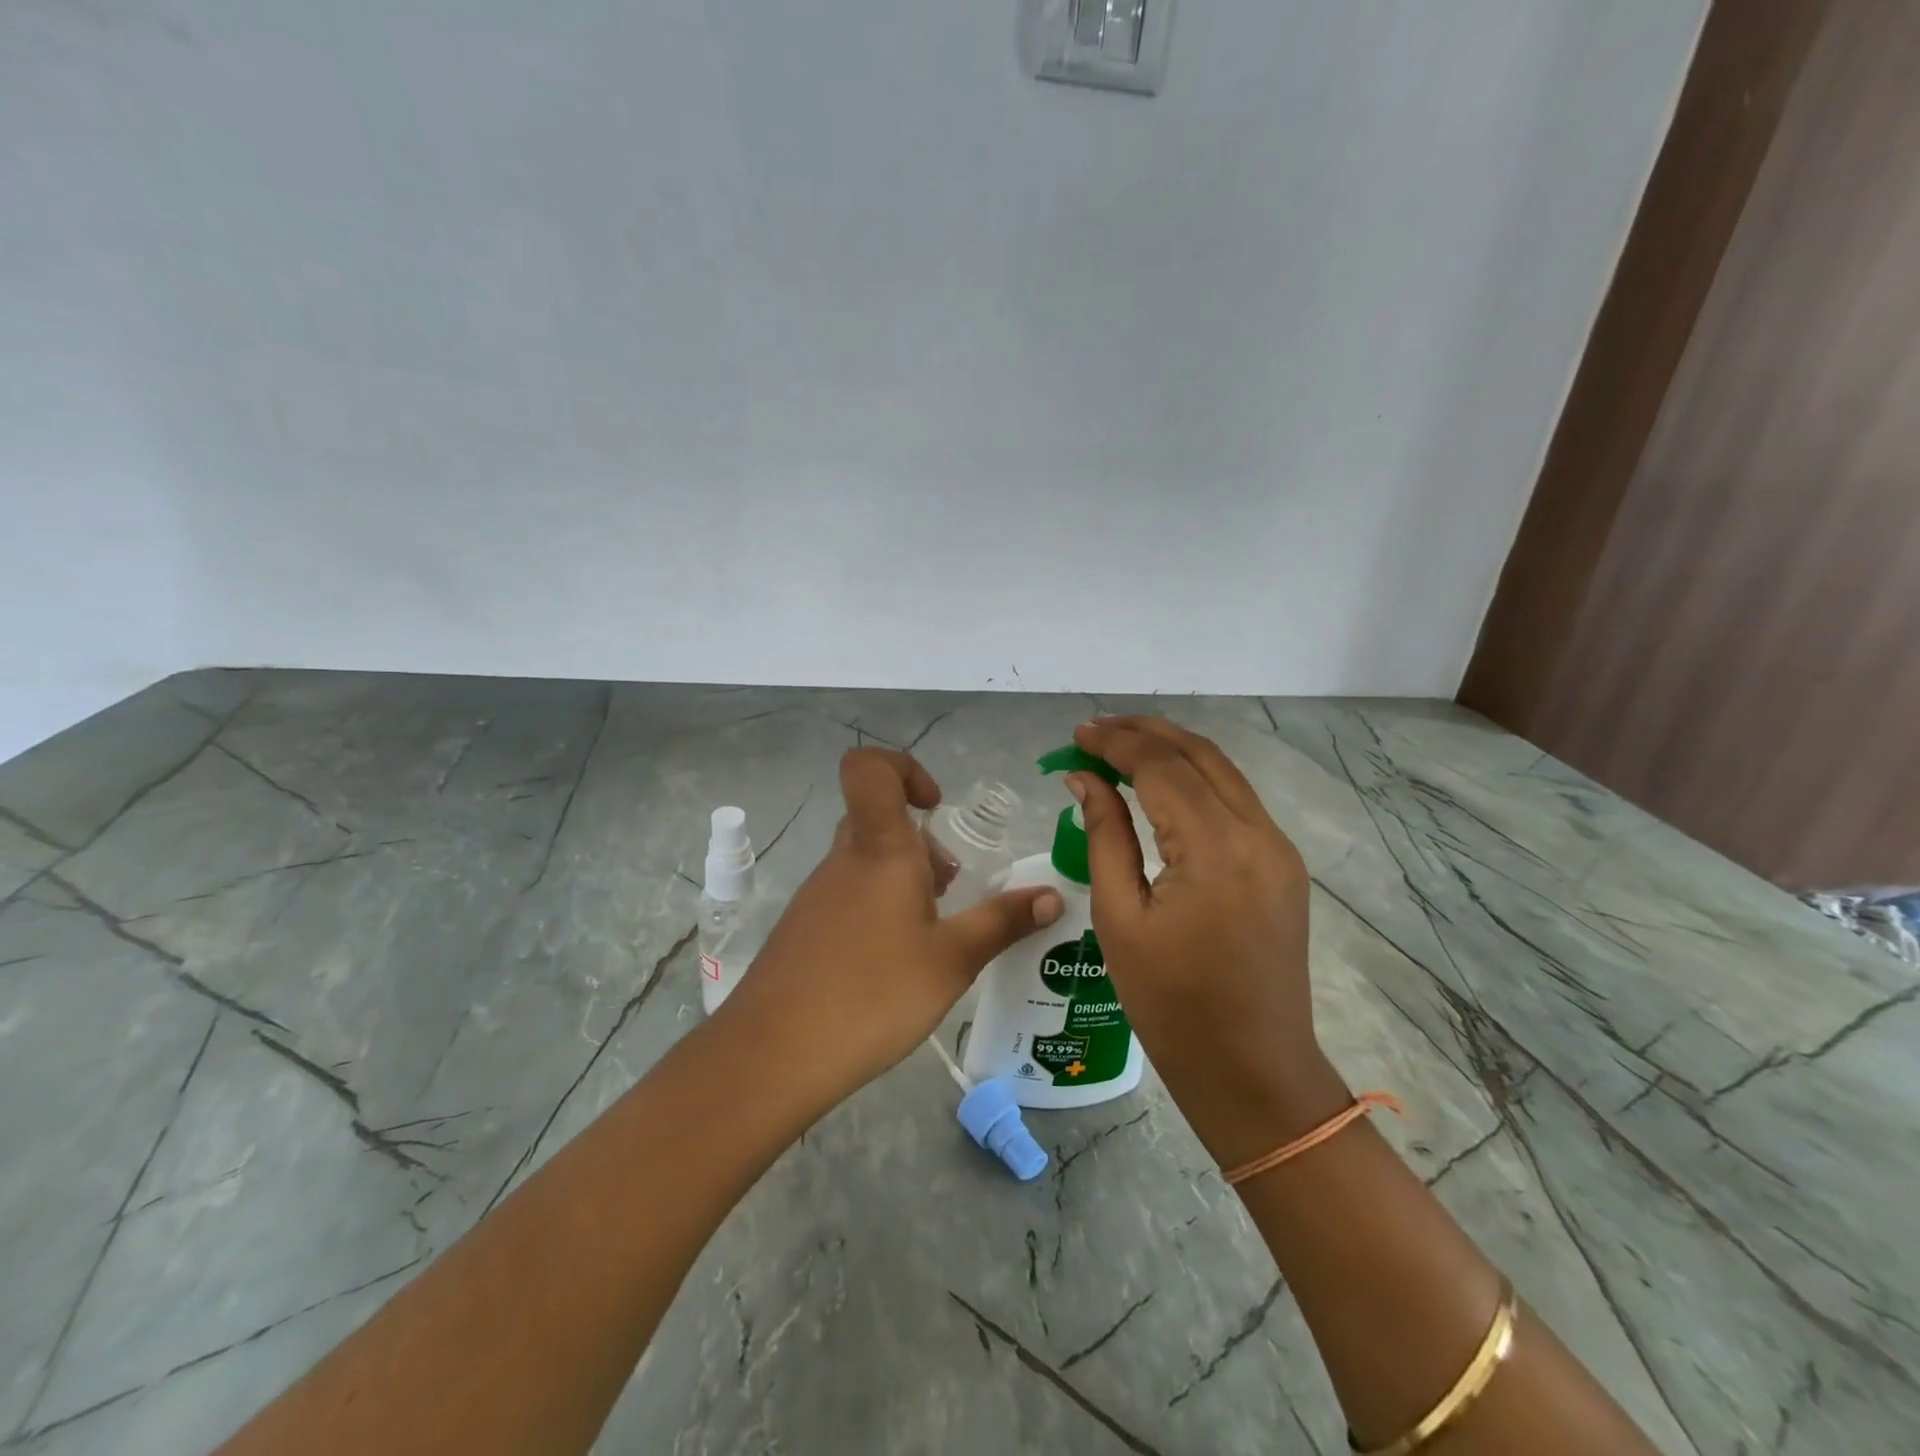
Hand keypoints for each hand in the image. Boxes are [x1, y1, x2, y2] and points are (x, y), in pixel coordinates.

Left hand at [719, 747, 1063, 1105]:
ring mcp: (816, 895)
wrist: (774, 1056)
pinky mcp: (801, 930)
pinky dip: (876, 911)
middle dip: (921, 843)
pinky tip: (892, 966)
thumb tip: (1053, 896)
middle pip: (877, 820)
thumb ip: (1003, 922)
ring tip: (929, 936)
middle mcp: (843, 860)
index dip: (904, 769)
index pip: (869, 768)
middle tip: (949, 889)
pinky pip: (846, 898)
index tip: (935, 809)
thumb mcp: (952, 960)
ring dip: (902, 882)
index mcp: (879, 849)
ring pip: (864, 863)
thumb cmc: (873, 994)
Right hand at [1068, 717, 1348, 1164]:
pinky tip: (1160, 787)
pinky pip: (1236, 800)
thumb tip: (1084, 779)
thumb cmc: (1171, 1005)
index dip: (1115, 742)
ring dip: (1172, 751)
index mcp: (1215, 848)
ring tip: (1121, 748)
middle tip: (1095, 731)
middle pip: (1199, 754)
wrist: (1253, 1070)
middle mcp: (1257, 833)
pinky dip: (1195, 780)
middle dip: (1145, 732)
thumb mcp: (1120, 918)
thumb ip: (1104, 836)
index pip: (1160, 766)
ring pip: (1222, 771)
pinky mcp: (1283, 865)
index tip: (1076, 735)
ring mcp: (1278, 848)